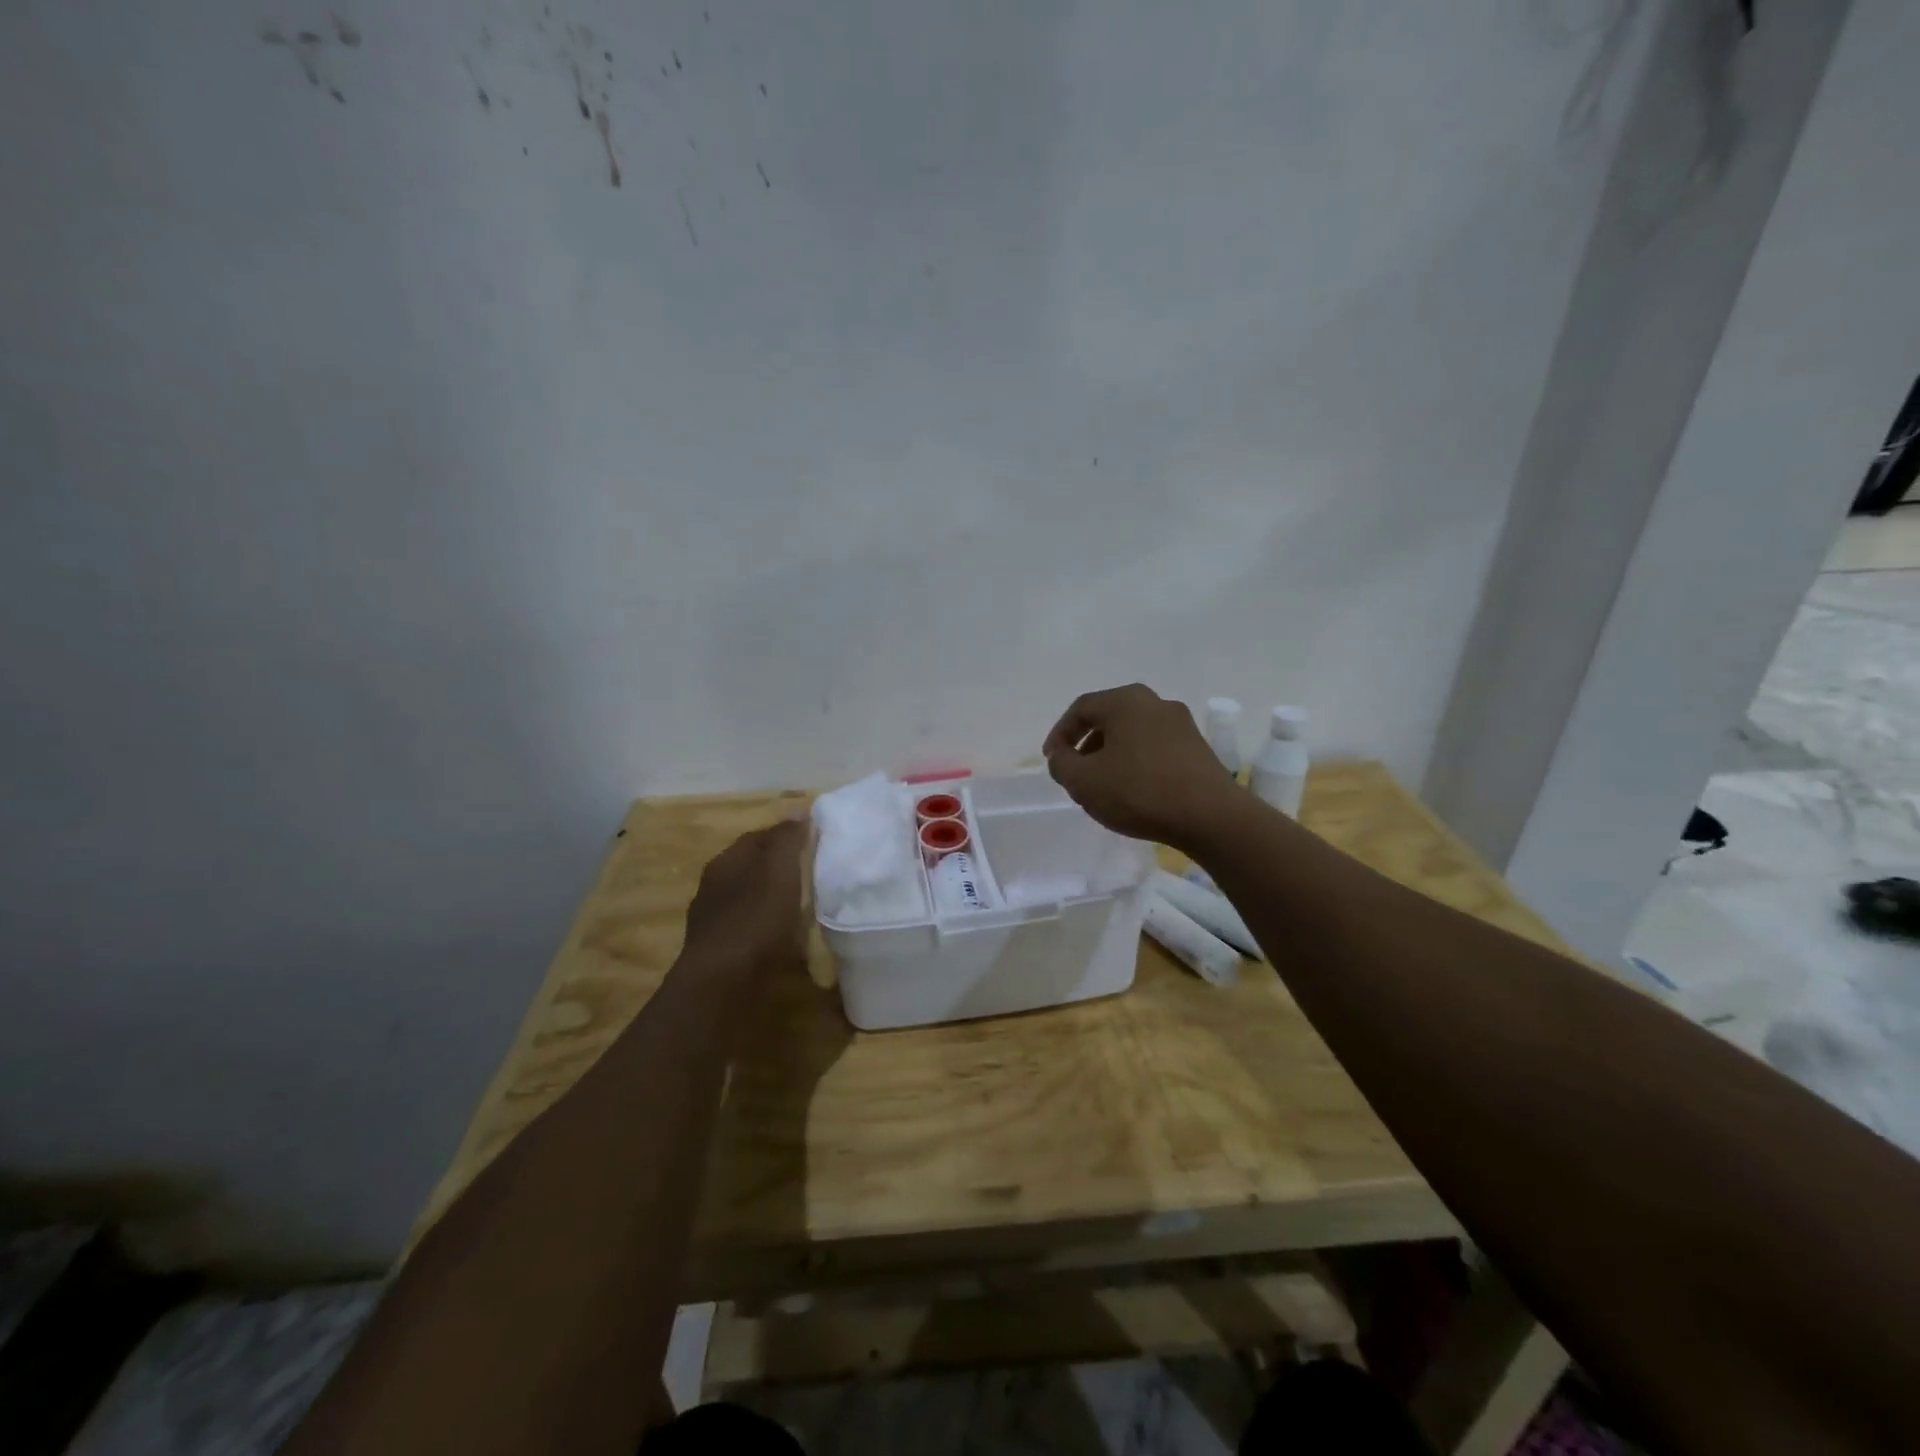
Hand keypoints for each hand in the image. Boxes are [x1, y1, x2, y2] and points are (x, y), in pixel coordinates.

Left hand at [680, 820, 808, 979]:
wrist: (721, 988)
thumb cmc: (753, 921)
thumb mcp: (778, 871)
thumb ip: (788, 840)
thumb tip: (799, 810)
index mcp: (725, 862)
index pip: (759, 837)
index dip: (788, 836)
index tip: (816, 842)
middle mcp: (714, 888)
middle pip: (753, 869)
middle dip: (781, 869)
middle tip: (816, 874)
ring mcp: (715, 923)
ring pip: (751, 901)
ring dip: (774, 902)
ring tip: (807, 908)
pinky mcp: (721, 955)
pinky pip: (751, 931)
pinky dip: (769, 930)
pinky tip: (787, 940)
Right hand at [1042, 684, 1246, 849]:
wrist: (1211, 817)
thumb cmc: (1139, 792)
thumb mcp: (1083, 782)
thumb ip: (1061, 764)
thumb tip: (1061, 755)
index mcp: (1125, 701)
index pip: (1081, 709)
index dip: (1060, 734)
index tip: (1052, 760)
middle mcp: (1155, 702)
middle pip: (1109, 718)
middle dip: (1086, 745)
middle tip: (1075, 772)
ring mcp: (1181, 724)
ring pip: (1133, 734)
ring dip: (1111, 755)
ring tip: (1102, 786)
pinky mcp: (1198, 748)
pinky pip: (1154, 748)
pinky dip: (1136, 763)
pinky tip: (1133, 791)